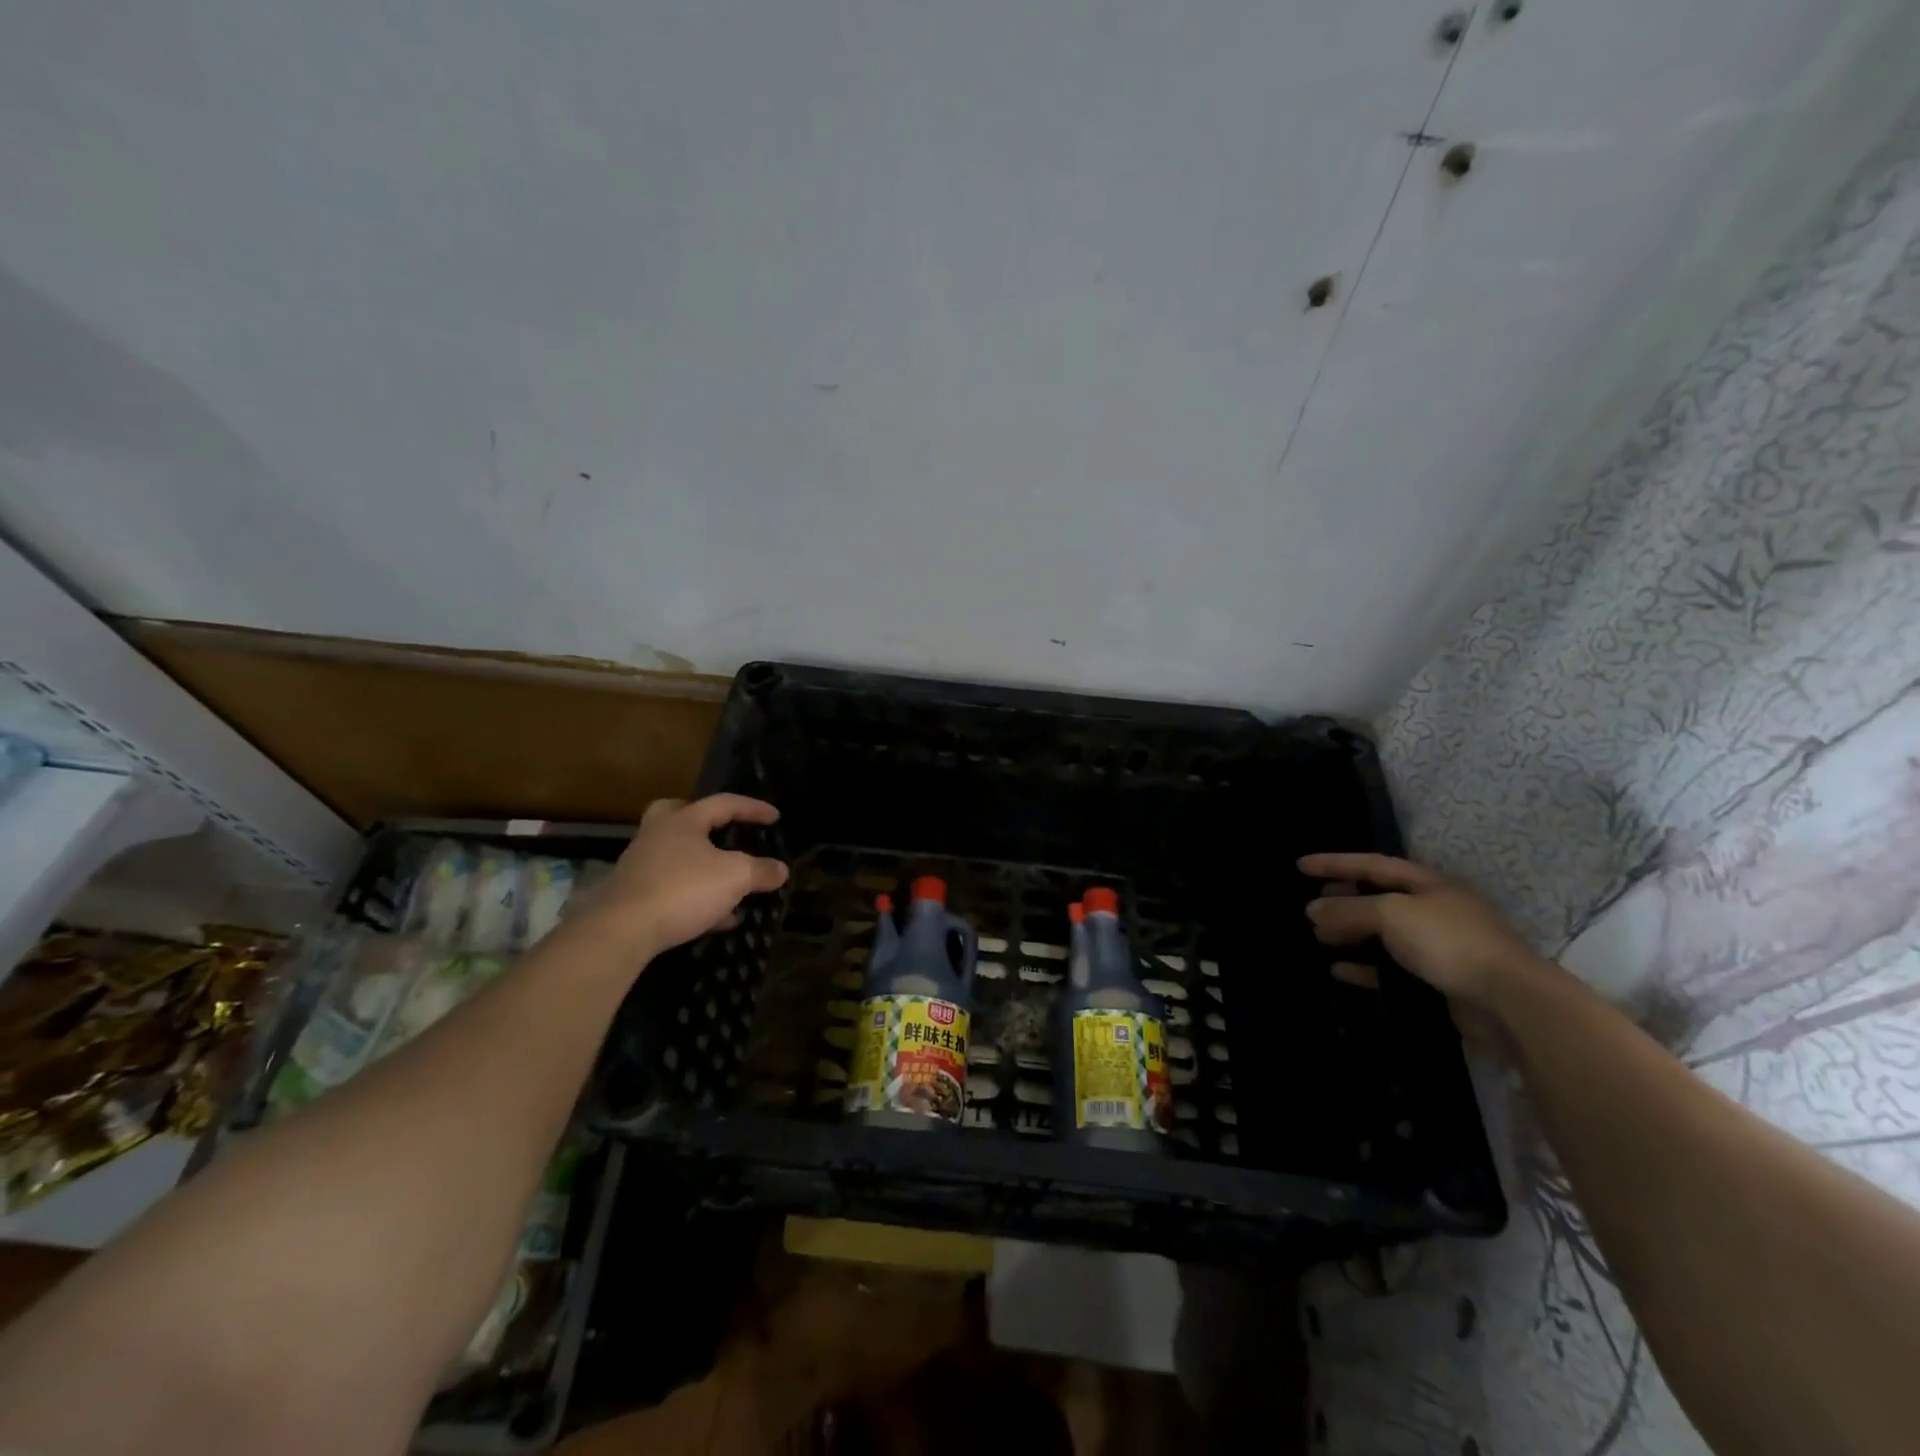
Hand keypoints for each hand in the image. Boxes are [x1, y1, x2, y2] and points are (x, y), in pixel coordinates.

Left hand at [578, 794, 789, 958]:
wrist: (622, 931)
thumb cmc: (683, 889)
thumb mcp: (735, 877)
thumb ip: (760, 870)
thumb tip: (780, 870)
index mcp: (683, 821)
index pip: (723, 803)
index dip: (752, 808)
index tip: (775, 817)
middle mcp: (657, 837)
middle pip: (677, 815)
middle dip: (702, 821)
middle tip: (722, 829)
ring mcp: (641, 868)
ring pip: (676, 857)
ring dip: (704, 867)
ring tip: (732, 884)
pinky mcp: (634, 899)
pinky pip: (673, 890)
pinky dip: (697, 898)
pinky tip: (719, 918)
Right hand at [1298, 853, 1539, 1004]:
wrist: (1509, 1002)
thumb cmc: (1449, 942)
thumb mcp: (1391, 914)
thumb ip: (1348, 909)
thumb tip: (1312, 909)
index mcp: (1428, 883)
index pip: (1372, 865)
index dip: (1335, 863)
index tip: (1301, 865)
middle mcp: (1433, 909)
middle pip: (1378, 897)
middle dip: (1343, 899)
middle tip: (1312, 905)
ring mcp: (1437, 945)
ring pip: (1383, 933)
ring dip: (1350, 933)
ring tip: (1319, 937)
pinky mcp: (1438, 979)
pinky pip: (1391, 967)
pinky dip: (1364, 966)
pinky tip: (1339, 969)